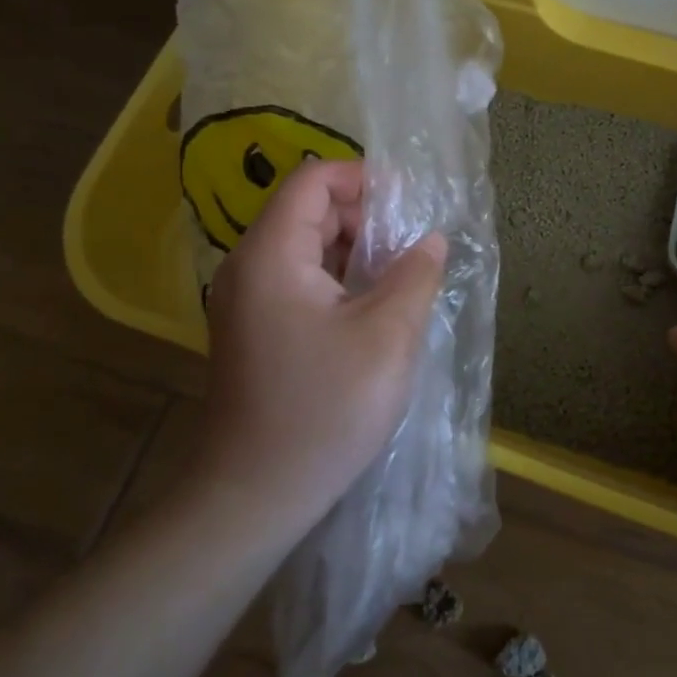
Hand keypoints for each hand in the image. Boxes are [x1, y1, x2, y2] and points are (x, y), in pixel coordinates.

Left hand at [195, 159, 445, 525]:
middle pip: (308, 211)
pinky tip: (372, 310)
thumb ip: (415, 275)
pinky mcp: (254, 330)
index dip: (362, 179)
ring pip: (305, 248)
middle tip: (410, 248)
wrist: (253, 497)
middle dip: (364, 218)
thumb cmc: (323, 409)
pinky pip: (298, 281)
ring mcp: (247, 301)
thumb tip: (430, 240)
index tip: (408, 205)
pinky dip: (337, 280)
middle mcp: (249, 267)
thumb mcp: (388, 336)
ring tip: (399, 279)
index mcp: (271, 254)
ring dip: (354, 251)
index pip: (312, 180)